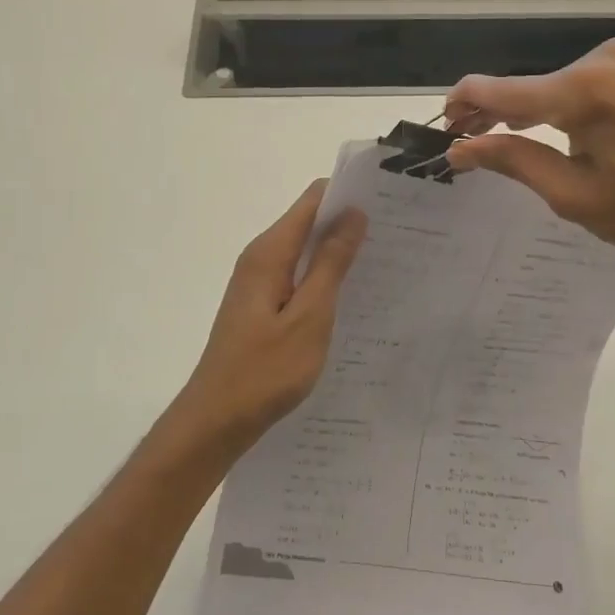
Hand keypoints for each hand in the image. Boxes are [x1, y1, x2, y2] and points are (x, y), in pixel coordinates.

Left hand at [162, 180, 366, 460]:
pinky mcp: (261, 306)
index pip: (313, 200)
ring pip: (305, 252)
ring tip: (385, 264)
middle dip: (349, 223)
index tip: (390, 203)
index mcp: (269, 253)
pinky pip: (298, 277)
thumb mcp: (309, 317)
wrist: (217, 419)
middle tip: (397, 237)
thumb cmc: (265, 370)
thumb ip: (331, 264)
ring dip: (339, 253)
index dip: (349, 195)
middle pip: (308, 222)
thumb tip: (353, 213)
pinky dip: (324, 278)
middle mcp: (261, 258)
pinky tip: (352, 297)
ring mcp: (258, 283)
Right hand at [445, 37, 614, 276]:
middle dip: (496, 114)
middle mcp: (605, 56)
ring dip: (533, 112)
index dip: (462, 107)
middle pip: (530, 85)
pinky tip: (561, 134)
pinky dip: (566, 106)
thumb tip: (460, 147)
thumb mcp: (577, 197)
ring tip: (511, 146)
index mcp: (586, 87)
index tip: (441, 129)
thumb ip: (514, 161)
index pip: (500, 90)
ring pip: (558, 84)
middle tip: (469, 147)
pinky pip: (588, 83)